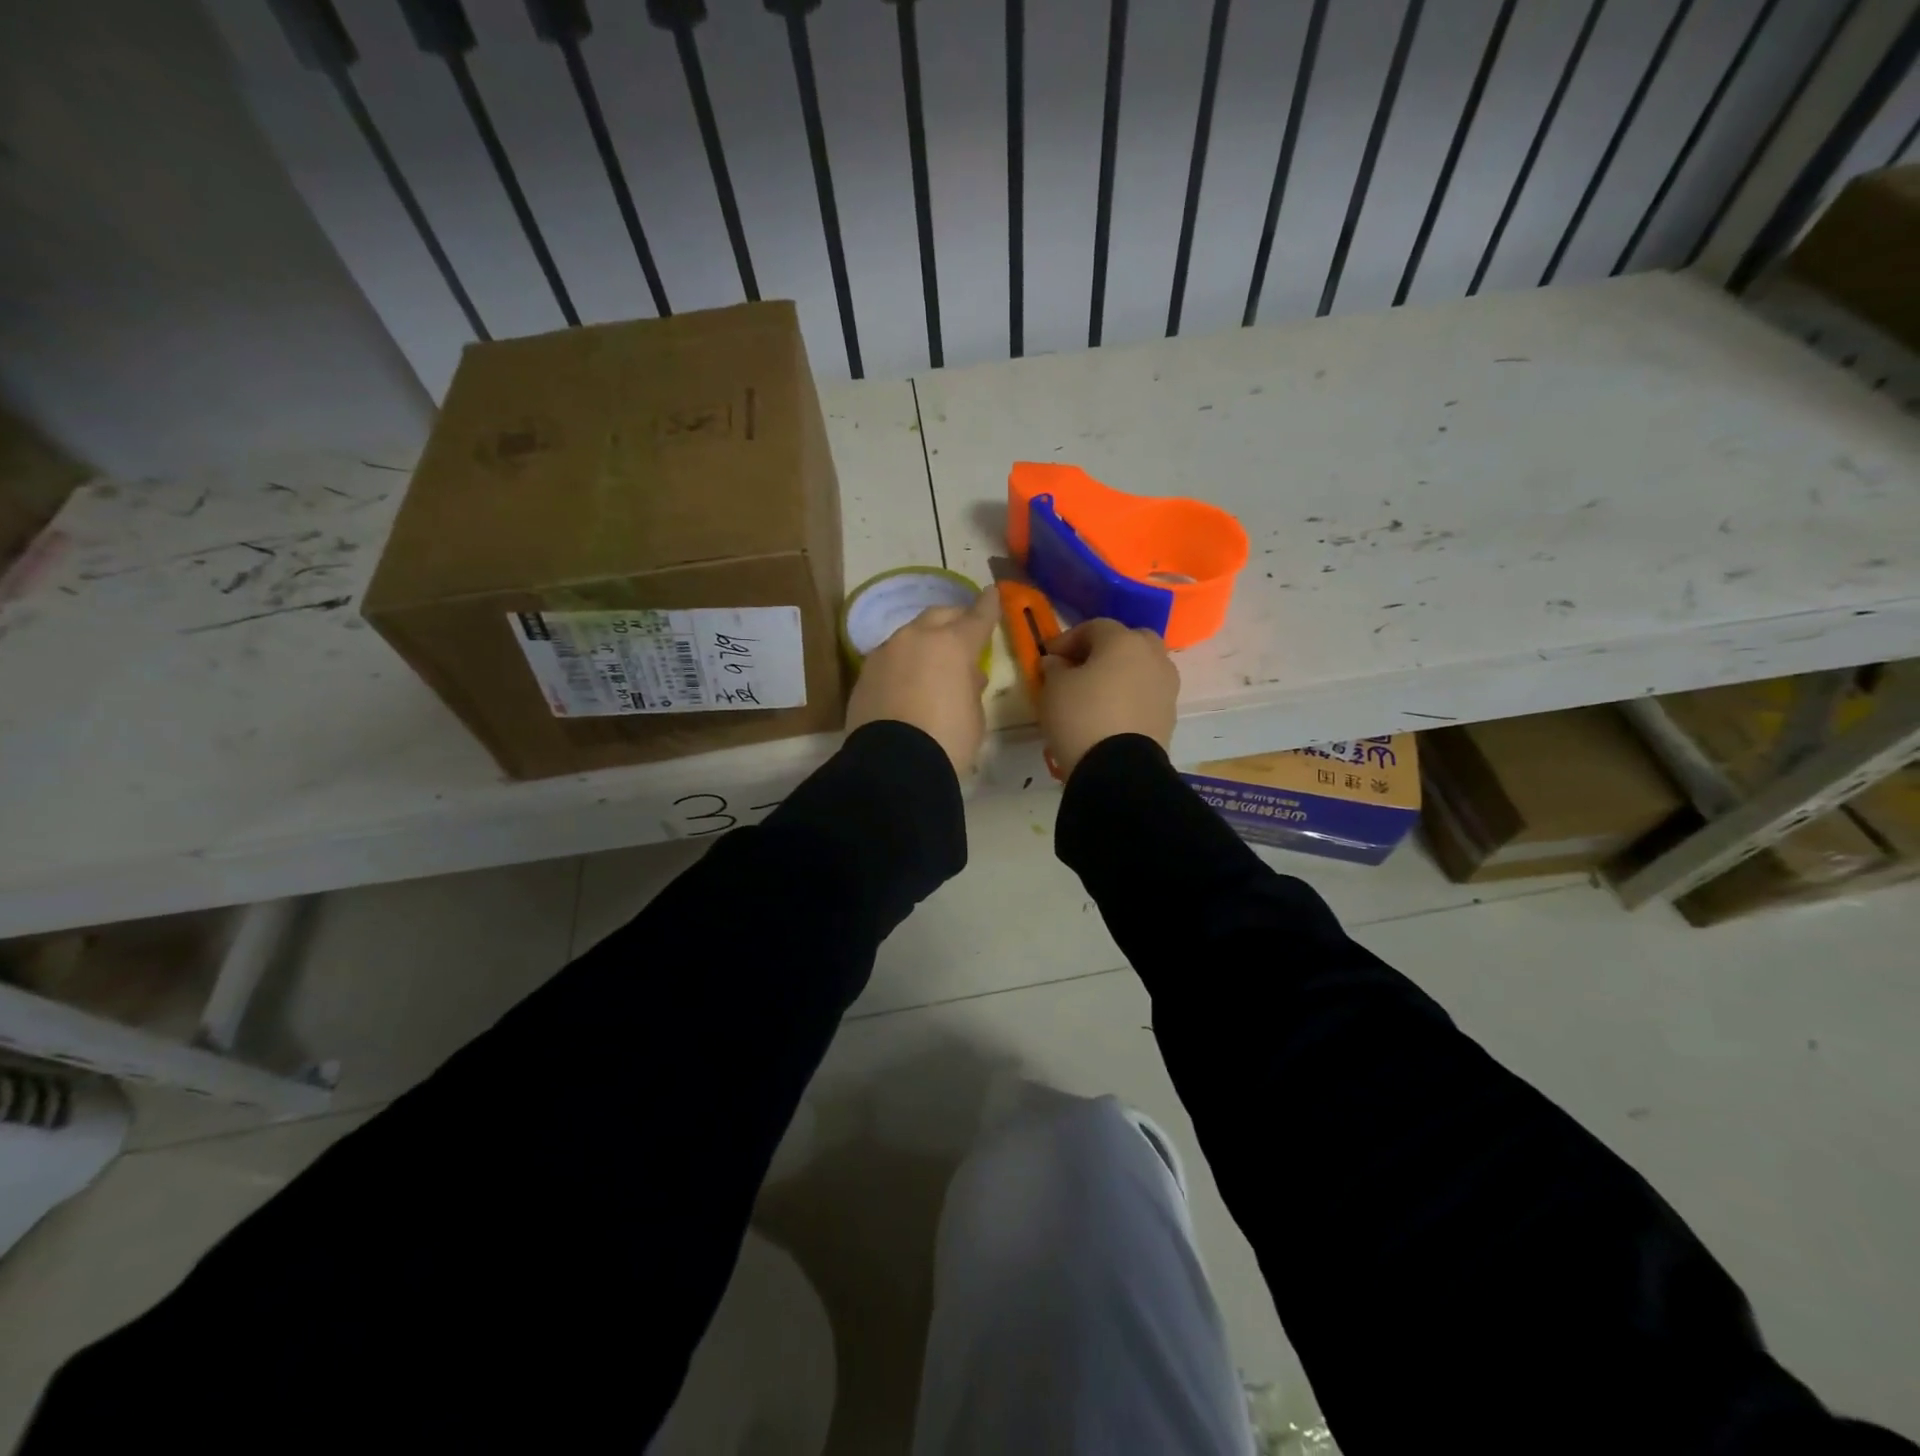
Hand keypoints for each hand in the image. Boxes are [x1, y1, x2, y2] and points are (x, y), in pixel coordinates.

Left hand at [846, 589, 1000, 774]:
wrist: (893, 765)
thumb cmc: (948, 739)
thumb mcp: (974, 715)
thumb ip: (971, 687)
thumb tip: (967, 675)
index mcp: (952, 645)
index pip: (977, 617)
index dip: (988, 606)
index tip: (992, 593)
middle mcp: (916, 639)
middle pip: (938, 616)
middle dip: (954, 619)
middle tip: (963, 631)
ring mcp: (885, 654)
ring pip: (909, 636)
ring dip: (924, 642)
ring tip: (933, 663)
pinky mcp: (864, 674)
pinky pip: (890, 659)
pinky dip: (903, 664)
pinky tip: (907, 682)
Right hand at [1038, 618, 1178, 775]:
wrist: (1120, 769)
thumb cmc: (1081, 717)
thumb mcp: (1054, 689)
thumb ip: (1054, 668)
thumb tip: (1057, 663)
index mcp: (1124, 641)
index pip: (1094, 627)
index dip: (1067, 639)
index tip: (1048, 657)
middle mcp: (1152, 656)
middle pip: (1128, 641)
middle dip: (1104, 650)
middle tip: (1080, 667)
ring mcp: (1166, 686)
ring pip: (1142, 668)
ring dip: (1121, 673)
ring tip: (1096, 693)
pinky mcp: (1169, 714)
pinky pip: (1146, 694)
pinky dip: (1130, 696)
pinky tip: (1110, 713)